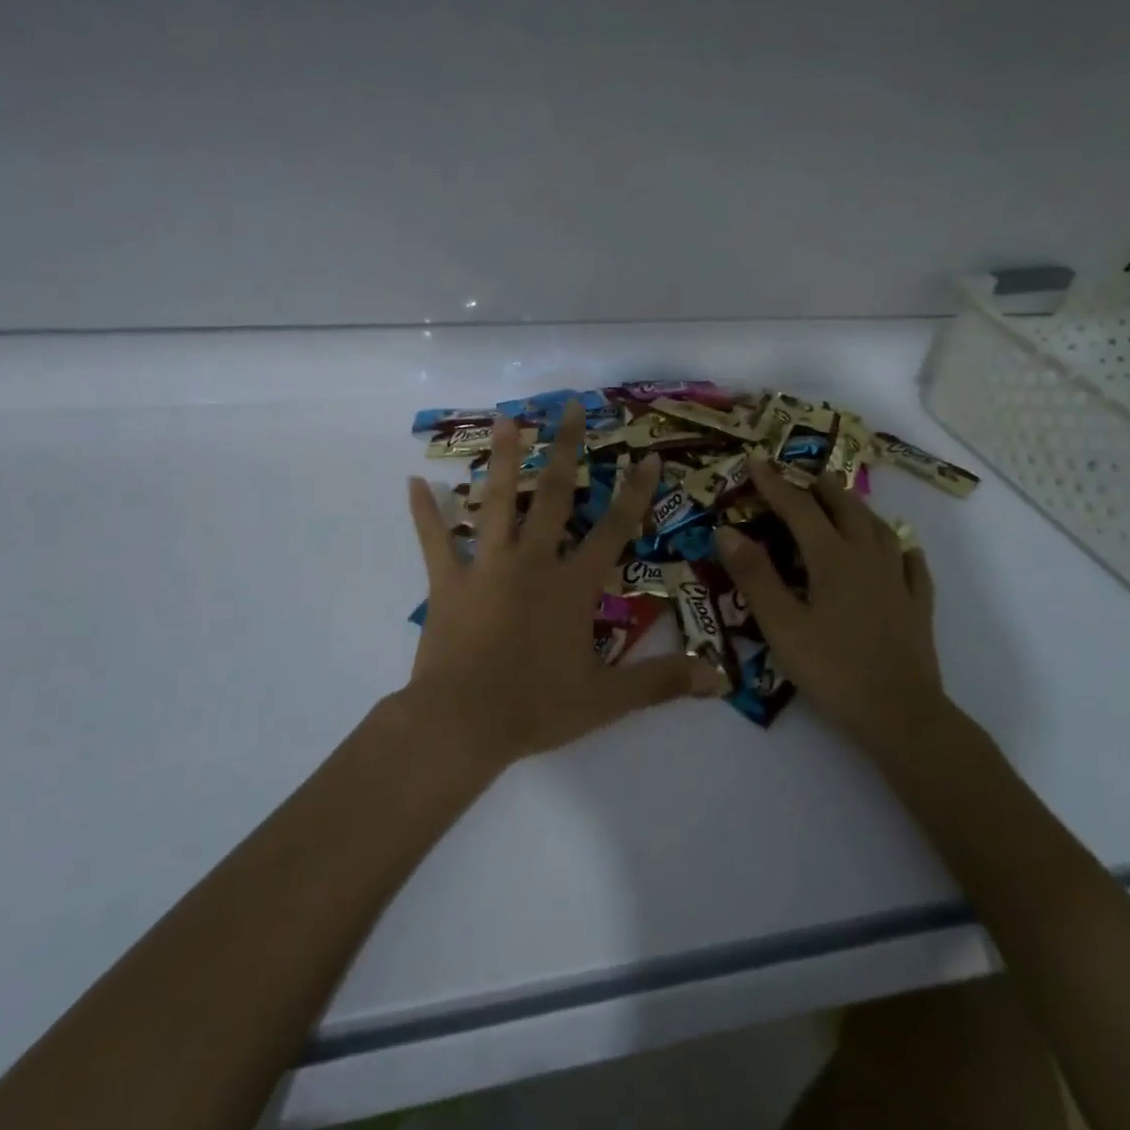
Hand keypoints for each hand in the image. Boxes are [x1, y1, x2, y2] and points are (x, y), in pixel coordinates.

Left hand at [404, 403, 720, 770]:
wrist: (463, 723)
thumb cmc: (536, 708)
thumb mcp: (606, 700)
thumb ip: (659, 682)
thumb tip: (716, 678)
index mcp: (571, 585)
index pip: (613, 530)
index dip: (634, 493)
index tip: (645, 456)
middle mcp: (532, 562)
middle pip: (552, 496)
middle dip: (565, 449)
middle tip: (568, 406)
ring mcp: (487, 566)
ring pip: (496, 501)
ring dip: (502, 458)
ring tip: (506, 418)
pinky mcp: (448, 581)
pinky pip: (434, 539)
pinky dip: (424, 512)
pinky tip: (414, 482)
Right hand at [717, 458, 946, 755]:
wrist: (901, 714)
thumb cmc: (832, 669)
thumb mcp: (781, 625)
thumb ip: (754, 575)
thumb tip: (726, 530)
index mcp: (832, 558)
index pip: (799, 508)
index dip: (775, 484)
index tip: (756, 461)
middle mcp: (867, 557)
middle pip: (845, 508)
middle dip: (821, 488)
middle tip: (804, 476)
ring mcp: (898, 580)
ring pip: (879, 529)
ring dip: (858, 509)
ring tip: (844, 503)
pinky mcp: (917, 606)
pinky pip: (911, 564)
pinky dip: (900, 547)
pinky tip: (901, 548)